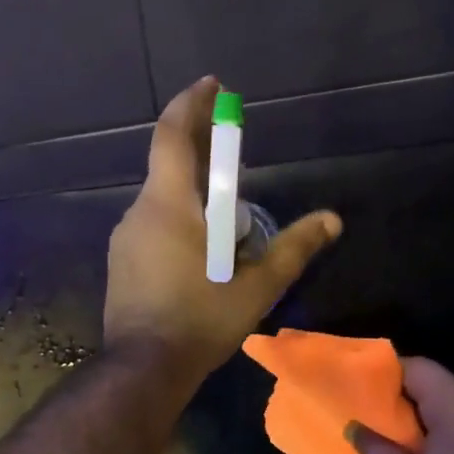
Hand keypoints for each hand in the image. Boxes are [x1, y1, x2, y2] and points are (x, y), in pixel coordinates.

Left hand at [105, 78, 342, 388]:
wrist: (144, 368)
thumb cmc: (201, 320)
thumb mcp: (256, 285)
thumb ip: (294, 248)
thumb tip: (332, 220)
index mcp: (169, 204)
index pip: (172, 135)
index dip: (191, 104)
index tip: (213, 85)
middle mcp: (140, 211)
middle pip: (170, 167)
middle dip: (203, 156)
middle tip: (235, 163)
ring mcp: (125, 239)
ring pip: (163, 201)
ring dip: (194, 199)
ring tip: (228, 227)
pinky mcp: (121, 263)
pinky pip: (153, 227)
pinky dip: (179, 224)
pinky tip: (200, 256)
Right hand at [352, 359, 453, 453]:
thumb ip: (374, 447)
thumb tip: (357, 428)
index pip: (418, 369)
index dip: (384, 376)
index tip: (358, 389)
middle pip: (437, 388)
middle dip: (401, 401)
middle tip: (368, 417)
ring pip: (453, 411)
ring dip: (422, 422)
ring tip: (390, 440)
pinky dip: (442, 438)